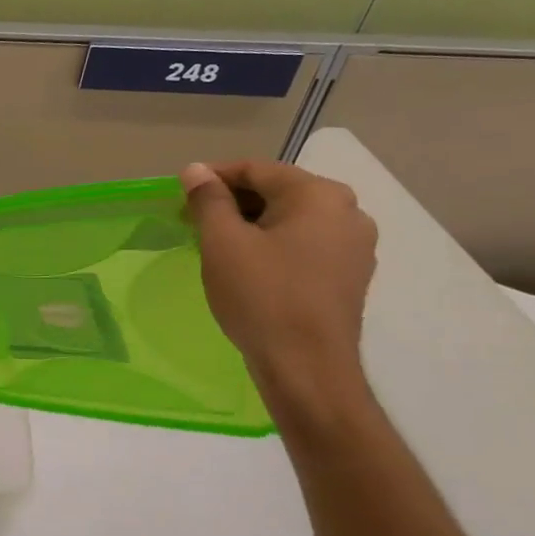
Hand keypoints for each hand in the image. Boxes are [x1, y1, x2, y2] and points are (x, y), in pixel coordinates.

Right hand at [181, 160, 377, 408]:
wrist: (306, 366)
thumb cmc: (261, 295)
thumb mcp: (222, 242)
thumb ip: (208, 200)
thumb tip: (196, 170)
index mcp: (318, 195)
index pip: (257, 169)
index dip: (213, 177)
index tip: (180, 193)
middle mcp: (347, 211)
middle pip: (277, 191)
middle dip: (232, 201)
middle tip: (193, 220)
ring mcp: (354, 246)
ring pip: (291, 219)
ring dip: (251, 224)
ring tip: (215, 244)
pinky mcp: (349, 275)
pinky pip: (304, 244)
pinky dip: (272, 245)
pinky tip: (246, 266)